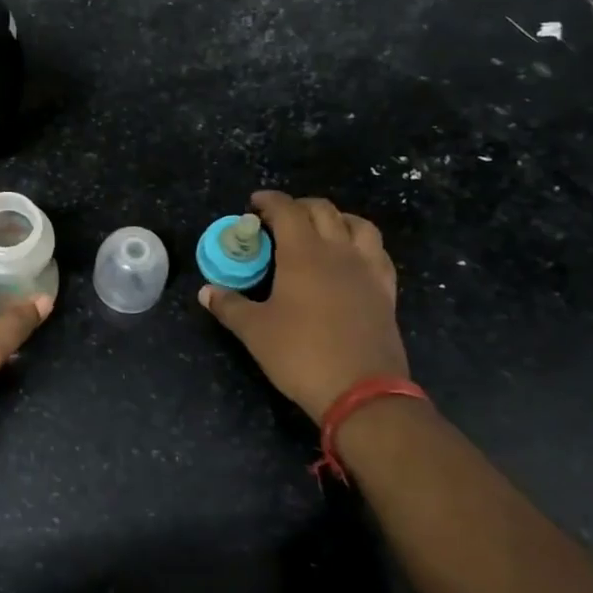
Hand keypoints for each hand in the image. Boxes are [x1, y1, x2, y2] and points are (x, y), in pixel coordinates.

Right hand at [201, 190, 408, 422]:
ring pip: (358, 224)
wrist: (362, 391)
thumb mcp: (255, 332)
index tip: (254, 204)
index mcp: (303, 253)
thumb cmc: (301, 354)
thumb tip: (206, 291)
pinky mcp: (386, 291)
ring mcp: (367, 270)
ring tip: (320, 231)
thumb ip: (229, 306)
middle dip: (298, 206)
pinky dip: (361, 244)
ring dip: (336, 218)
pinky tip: (351, 259)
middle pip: (322, 210)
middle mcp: (338, 251)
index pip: (286, 210)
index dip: (269, 201)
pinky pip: (377, 252)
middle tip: (279, 219)